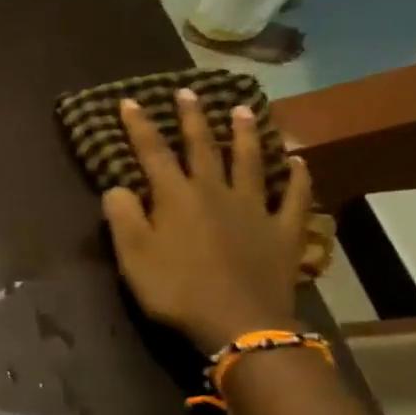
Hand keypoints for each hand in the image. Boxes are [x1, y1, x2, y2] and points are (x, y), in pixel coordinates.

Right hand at [101, 89, 313, 353]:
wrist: (239, 323)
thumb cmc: (176, 290)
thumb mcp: (133, 256)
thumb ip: (122, 217)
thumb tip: (117, 186)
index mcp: (176, 197)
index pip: (153, 154)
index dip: (140, 127)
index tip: (130, 101)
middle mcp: (216, 192)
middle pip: (203, 148)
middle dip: (192, 119)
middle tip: (188, 92)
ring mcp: (255, 209)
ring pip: (250, 162)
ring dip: (244, 134)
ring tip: (242, 109)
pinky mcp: (284, 231)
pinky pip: (293, 198)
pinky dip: (297, 178)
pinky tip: (298, 162)